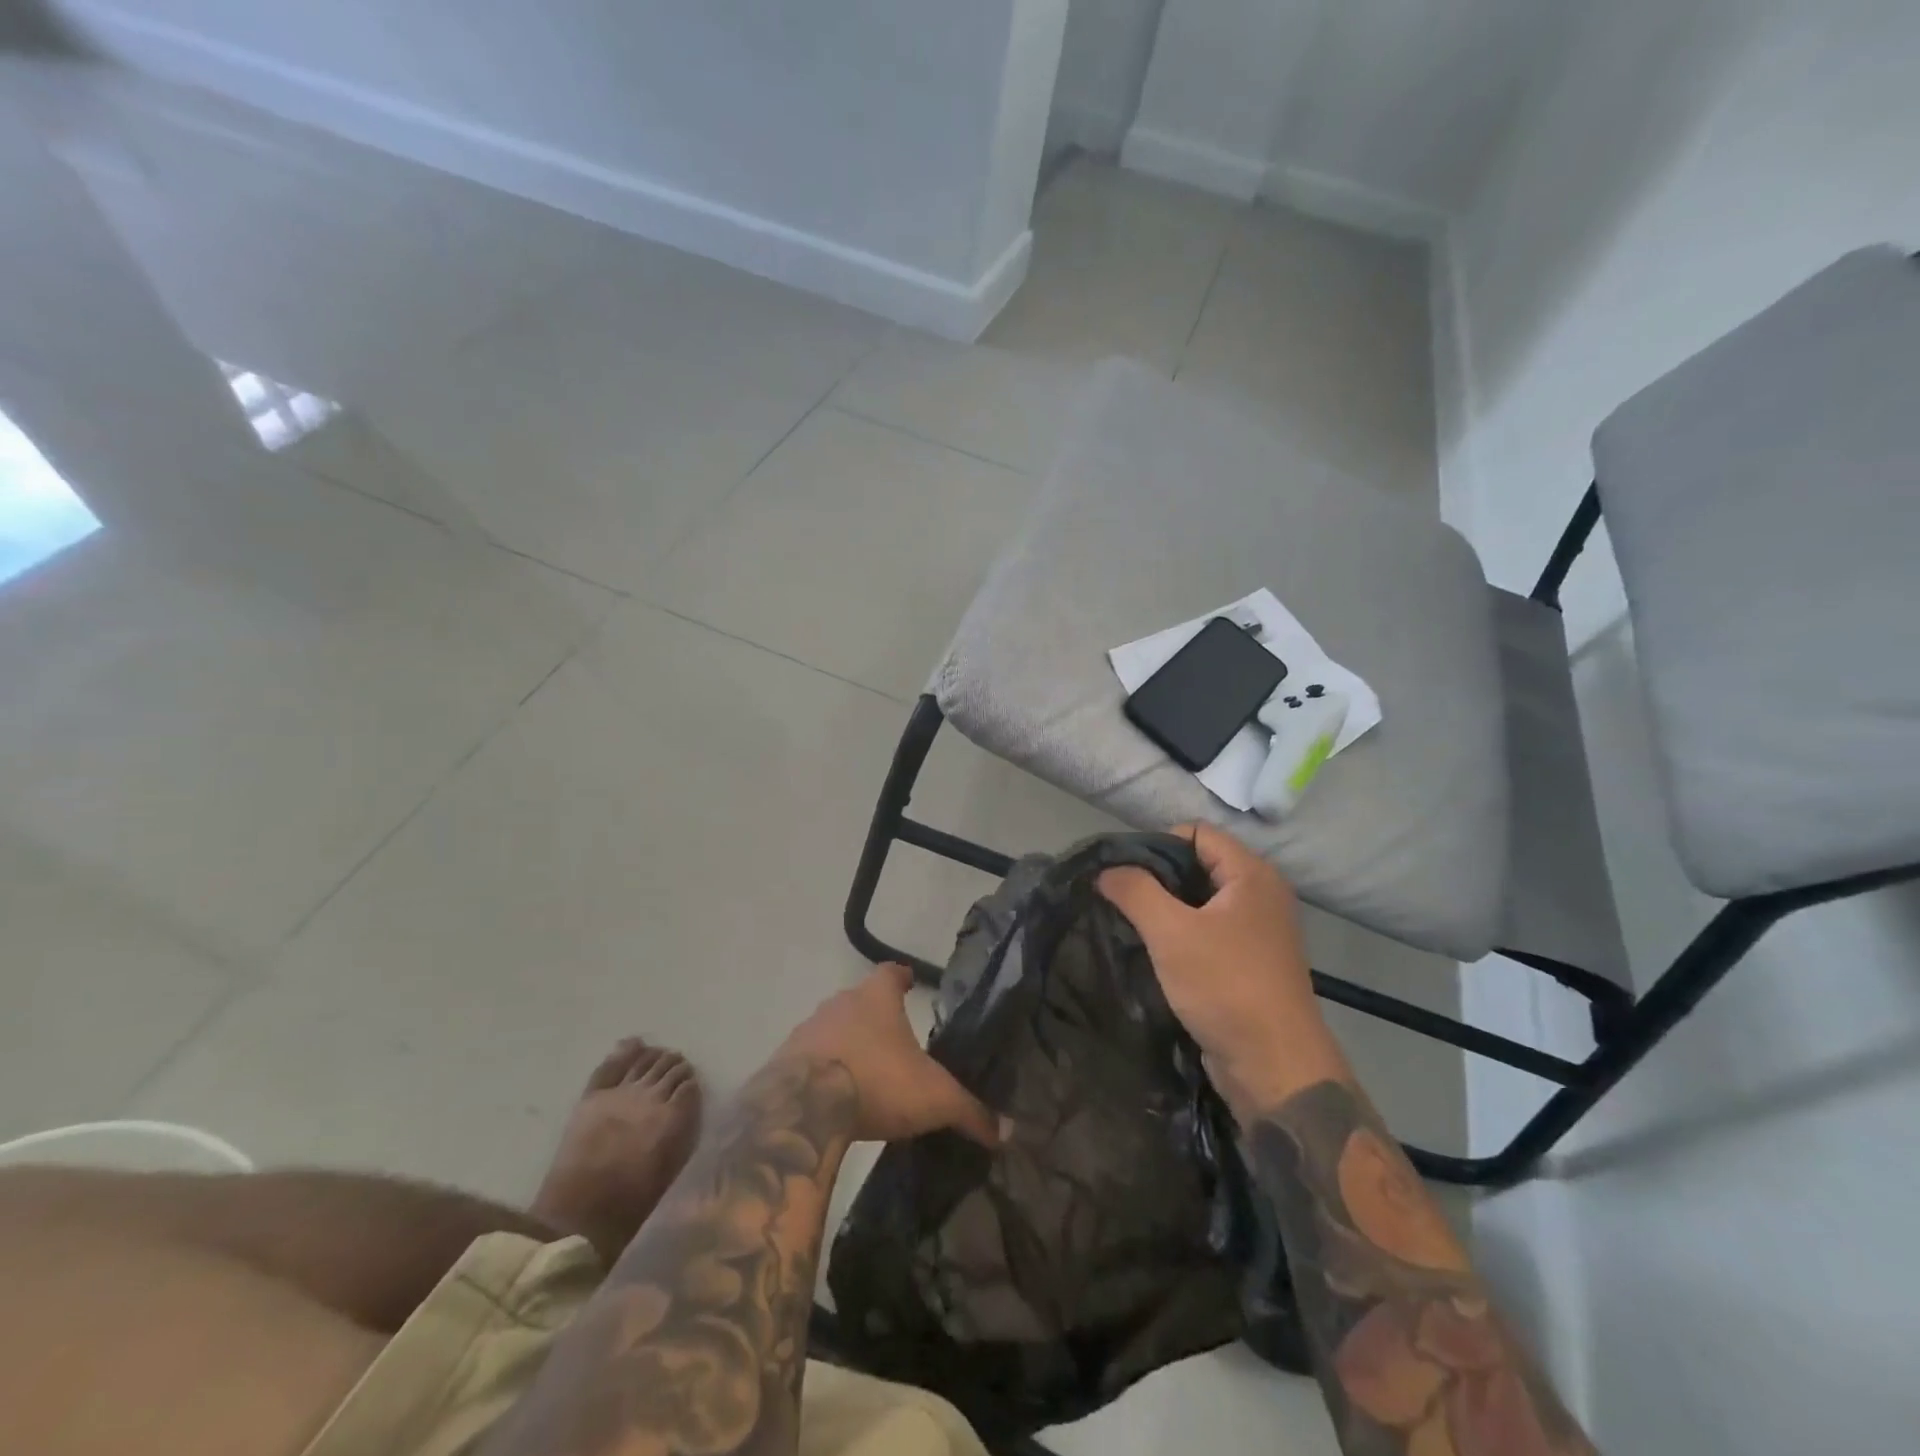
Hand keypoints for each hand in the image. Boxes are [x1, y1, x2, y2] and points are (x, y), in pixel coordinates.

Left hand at [775, 964, 999, 1146]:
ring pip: (832, 1028)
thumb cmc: (878, 1084)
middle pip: (860, 1000)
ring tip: (864, 1072)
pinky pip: (807, 1059)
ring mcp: (807, 1030)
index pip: (891, 973)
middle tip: (894, 1040)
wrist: (802, 1109)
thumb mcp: (934, 1099)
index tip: (910, 983)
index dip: (902, 978)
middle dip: (875, 1016)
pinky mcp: (782, 1062)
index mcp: (876, 998)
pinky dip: (820, 1071)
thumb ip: (971, 1111)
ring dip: (846, 1044)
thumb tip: (1008, 1131)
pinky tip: (831, 1096)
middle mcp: (839, 1003)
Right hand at [1098, 824, 1329, 1108]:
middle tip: (1119, 897)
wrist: (1275, 1068)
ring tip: (1129, 923)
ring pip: (1201, 901)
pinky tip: (1153, 951)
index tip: (1123, 872)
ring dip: (1166, 909)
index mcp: (1252, 875)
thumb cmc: (1226, 986)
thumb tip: (1106, 870)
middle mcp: (1261, 894)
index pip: (1197, 833)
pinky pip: (1209, 931)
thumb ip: (1135, 891)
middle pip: (1198, 865)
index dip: (1157, 843)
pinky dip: (1181, 934)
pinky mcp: (1250, 962)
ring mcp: (1258, 930)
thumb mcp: (1171, 932)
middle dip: (1157, 877)